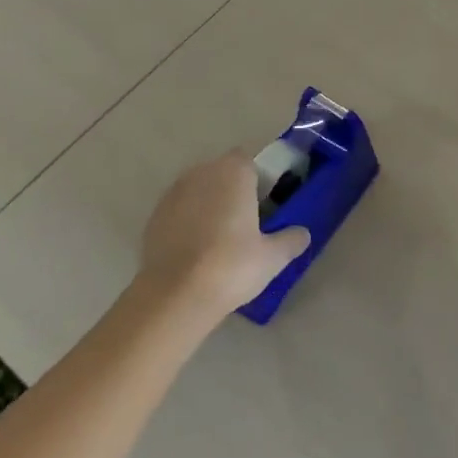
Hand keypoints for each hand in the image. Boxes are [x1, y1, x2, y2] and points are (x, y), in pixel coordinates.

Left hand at [139, 152, 309, 320]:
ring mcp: (173, 194)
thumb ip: (291, 239)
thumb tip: (302, 233)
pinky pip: (179, 211)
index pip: (248, 161)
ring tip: (219, 241)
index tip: (264, 206)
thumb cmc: (232, 266)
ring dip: (209, 206)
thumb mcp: (273, 257)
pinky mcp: (154, 217)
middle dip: (232, 191)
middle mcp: (201, 173)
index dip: (257, 180)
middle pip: (221, 174)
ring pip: (198, 191)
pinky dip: (188, 223)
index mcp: (233, 173)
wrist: (176, 295)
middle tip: (246, 224)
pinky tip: (196, 252)